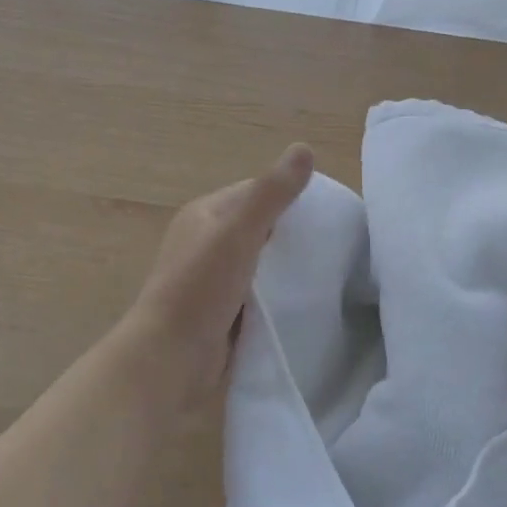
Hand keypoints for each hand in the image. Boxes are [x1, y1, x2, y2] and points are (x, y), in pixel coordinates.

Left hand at [122, 143, 313, 422]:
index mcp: (205, 215)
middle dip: (294, 233)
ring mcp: (214, 279)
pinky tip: (305, 299)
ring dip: (288, 266)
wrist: (170, 359)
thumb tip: (304, 148)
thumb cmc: (200, 289)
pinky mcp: (224, 311)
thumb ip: (272, 193)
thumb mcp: (238, 232)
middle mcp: (207, 242)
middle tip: (335, 243)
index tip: (329, 211)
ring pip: (263, 262)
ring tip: (328, 270)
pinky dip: (279, 293)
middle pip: (262, 227)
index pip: (256, 192)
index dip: (290, 196)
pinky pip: (260, 293)